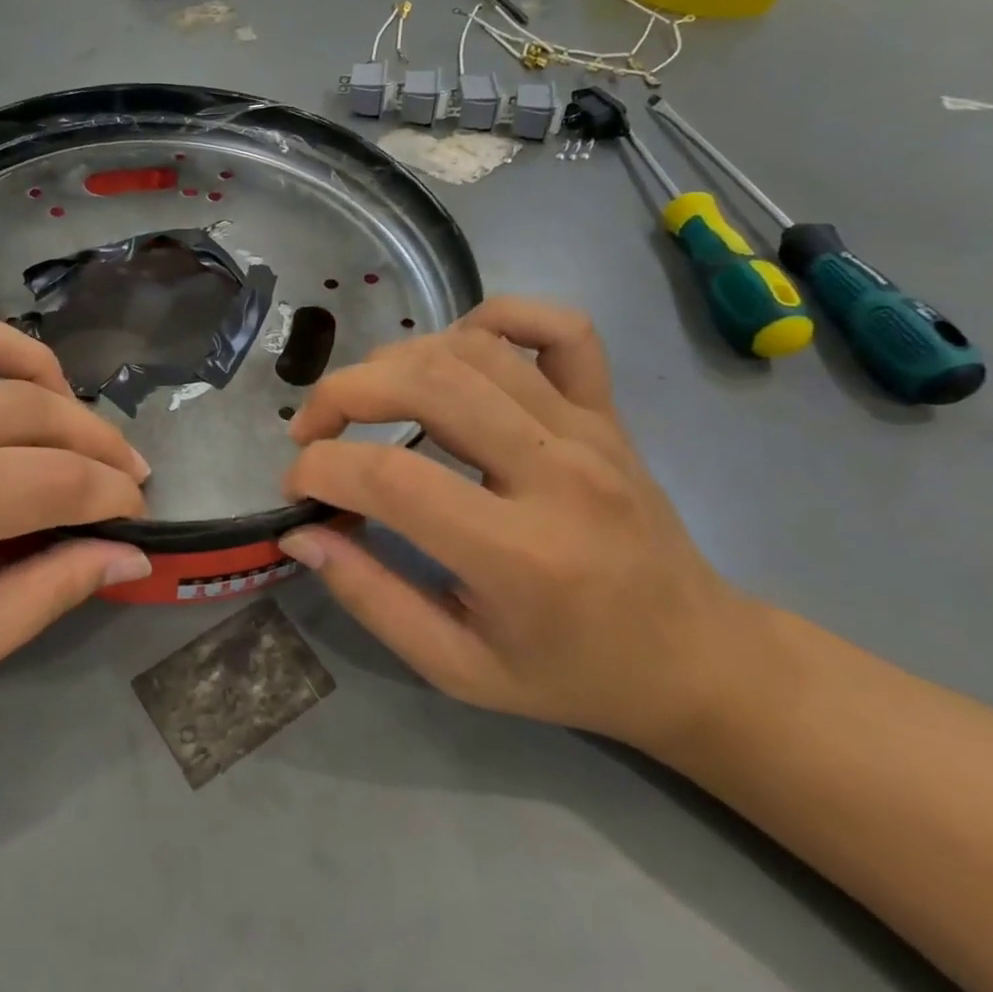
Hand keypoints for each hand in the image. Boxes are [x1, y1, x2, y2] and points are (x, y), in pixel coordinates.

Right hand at [278, 297, 748, 752]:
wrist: (695, 657)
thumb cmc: (571, 673)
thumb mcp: (458, 668)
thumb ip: (371, 598)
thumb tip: (301, 534)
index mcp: (521, 555)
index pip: (392, 478)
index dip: (321, 470)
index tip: (296, 488)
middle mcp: (558, 474)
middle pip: (426, 385)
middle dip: (342, 395)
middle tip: (311, 430)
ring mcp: (589, 431)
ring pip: (472, 349)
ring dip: (394, 360)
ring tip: (364, 399)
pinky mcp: (606, 411)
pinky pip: (559, 329)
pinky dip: (496, 317)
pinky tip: (456, 346)